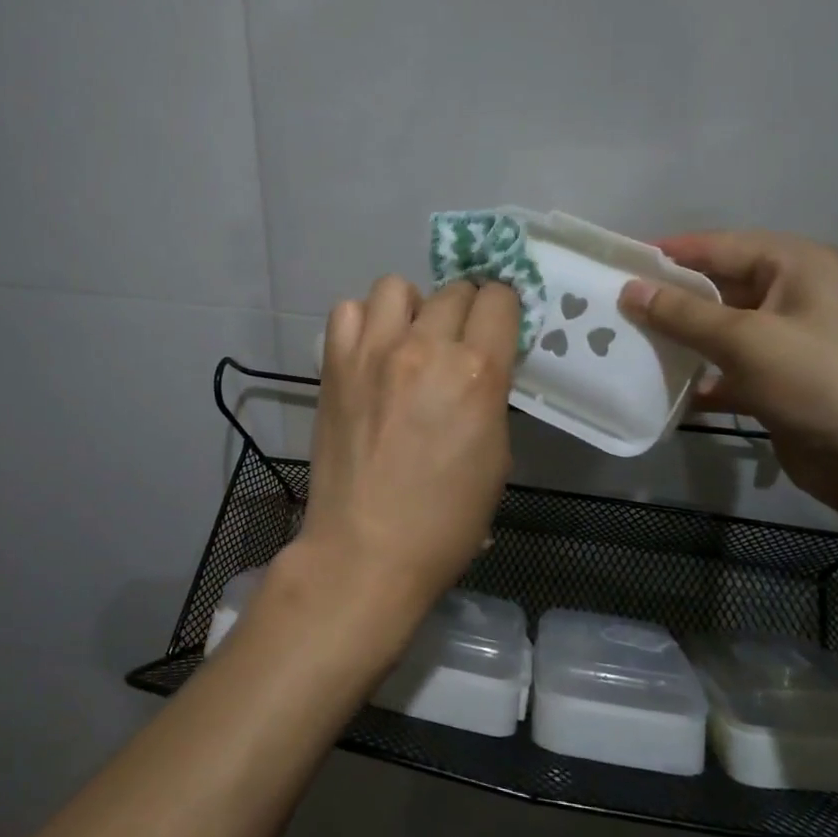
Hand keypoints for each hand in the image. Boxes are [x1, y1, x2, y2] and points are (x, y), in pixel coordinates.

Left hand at [281, 275, 519, 645]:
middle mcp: (426, 348)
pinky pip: (349, 311)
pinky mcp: (335, 364)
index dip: (502, 312)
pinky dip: (364, 322)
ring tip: (408, 343)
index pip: (500, 300)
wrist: (366, 550)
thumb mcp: (496, 456)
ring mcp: (374, 351)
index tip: (496, 330)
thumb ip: (490, 395)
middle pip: (454, 289)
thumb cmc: (445, 520)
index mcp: (477, 373)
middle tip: (454, 345)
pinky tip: (370, 353)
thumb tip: (479, 365)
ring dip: (411, 308)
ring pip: (397, 286)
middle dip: (463, 311)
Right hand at [619, 231, 837, 512]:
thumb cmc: (817, 378)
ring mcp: (791, 341)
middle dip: (670, 300)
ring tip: (628, 345)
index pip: (720, 246)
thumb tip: (629, 290)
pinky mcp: (783, 382)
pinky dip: (702, 378)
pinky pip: (731, 369)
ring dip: (681, 341)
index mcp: (798, 266)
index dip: (669, 254)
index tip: (619, 263)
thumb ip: (682, 313)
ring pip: (722, 331)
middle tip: (616, 308)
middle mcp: (796, 295)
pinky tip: (664, 390)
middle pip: (719, 288)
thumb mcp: (744, 339)